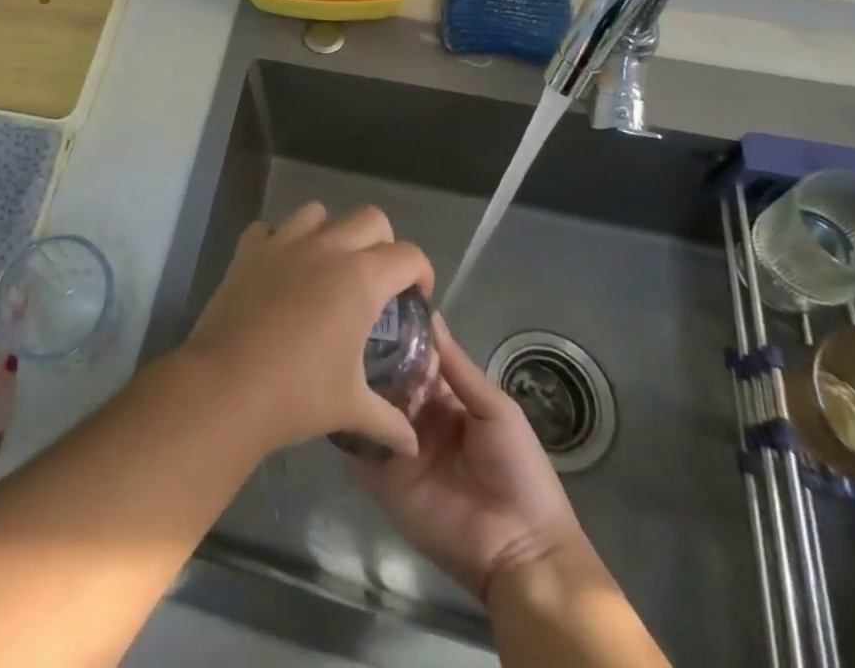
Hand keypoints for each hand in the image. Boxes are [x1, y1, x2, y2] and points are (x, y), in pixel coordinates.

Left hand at [180, 203, 432, 457]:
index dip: (421, 273)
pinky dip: (280, 241)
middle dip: (383, 243)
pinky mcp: (249, 249)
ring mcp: (284, 242)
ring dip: (331, 233)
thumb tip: (412, 444)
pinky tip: (281, 269)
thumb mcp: (351, 408)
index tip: (416, 297)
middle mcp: (327, 248)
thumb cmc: (297, 394)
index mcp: (361, 278)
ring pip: (319, 213)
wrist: (226, 386)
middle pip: (371, 218)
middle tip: (377, 280)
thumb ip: (388, 420)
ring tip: (328, 267)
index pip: (408, 255)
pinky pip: (270, 228)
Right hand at [352, 315, 586, 601]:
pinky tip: (333, 403)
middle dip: (369, 357)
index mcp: (444, 398)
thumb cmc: (519, 471)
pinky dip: (345, 429)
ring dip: (355, 388)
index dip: (397, 335)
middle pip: (385, 380)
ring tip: (333, 359)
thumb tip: (430, 316)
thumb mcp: (496, 410)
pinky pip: (358, 451)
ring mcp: (397, 447)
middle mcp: (415, 417)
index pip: (412, 359)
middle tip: (344, 330)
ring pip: (368, 409)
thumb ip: (458, 368)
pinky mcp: (383, 481)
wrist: (521, 550)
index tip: (372, 305)